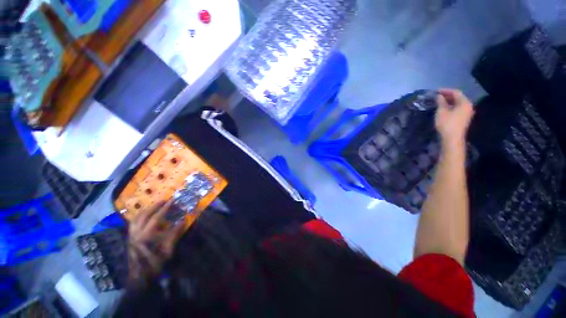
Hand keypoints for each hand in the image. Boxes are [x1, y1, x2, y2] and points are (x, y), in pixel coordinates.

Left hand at [128, 201, 184, 284]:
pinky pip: (132, 223)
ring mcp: (131, 235)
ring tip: (154, 205)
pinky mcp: (129, 238)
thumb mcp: (168, 249)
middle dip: (155, 206)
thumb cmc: (156, 263)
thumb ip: (174, 234)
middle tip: (164, 200)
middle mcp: (137, 233)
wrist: (141, 276)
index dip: (165, 208)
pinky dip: (139, 216)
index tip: (172, 200)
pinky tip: (144, 215)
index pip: (156, 217)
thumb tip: (183, 221)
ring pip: (136, 218)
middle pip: (144, 215)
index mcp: (146, 236)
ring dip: (146, 209)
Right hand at [435, 89, 474, 146]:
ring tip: (439, 101)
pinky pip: (457, 109)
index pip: (456, 92)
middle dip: (448, 96)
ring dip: (449, 101)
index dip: (446, 90)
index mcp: (464, 103)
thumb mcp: (441, 111)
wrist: (452, 138)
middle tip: (437, 96)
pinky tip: (444, 108)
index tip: (436, 91)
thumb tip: (439, 96)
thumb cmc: (447, 123)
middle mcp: (468, 106)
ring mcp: (467, 113)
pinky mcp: (463, 118)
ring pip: (458, 103)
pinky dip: (450, 106)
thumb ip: (441, 102)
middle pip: (458, 97)